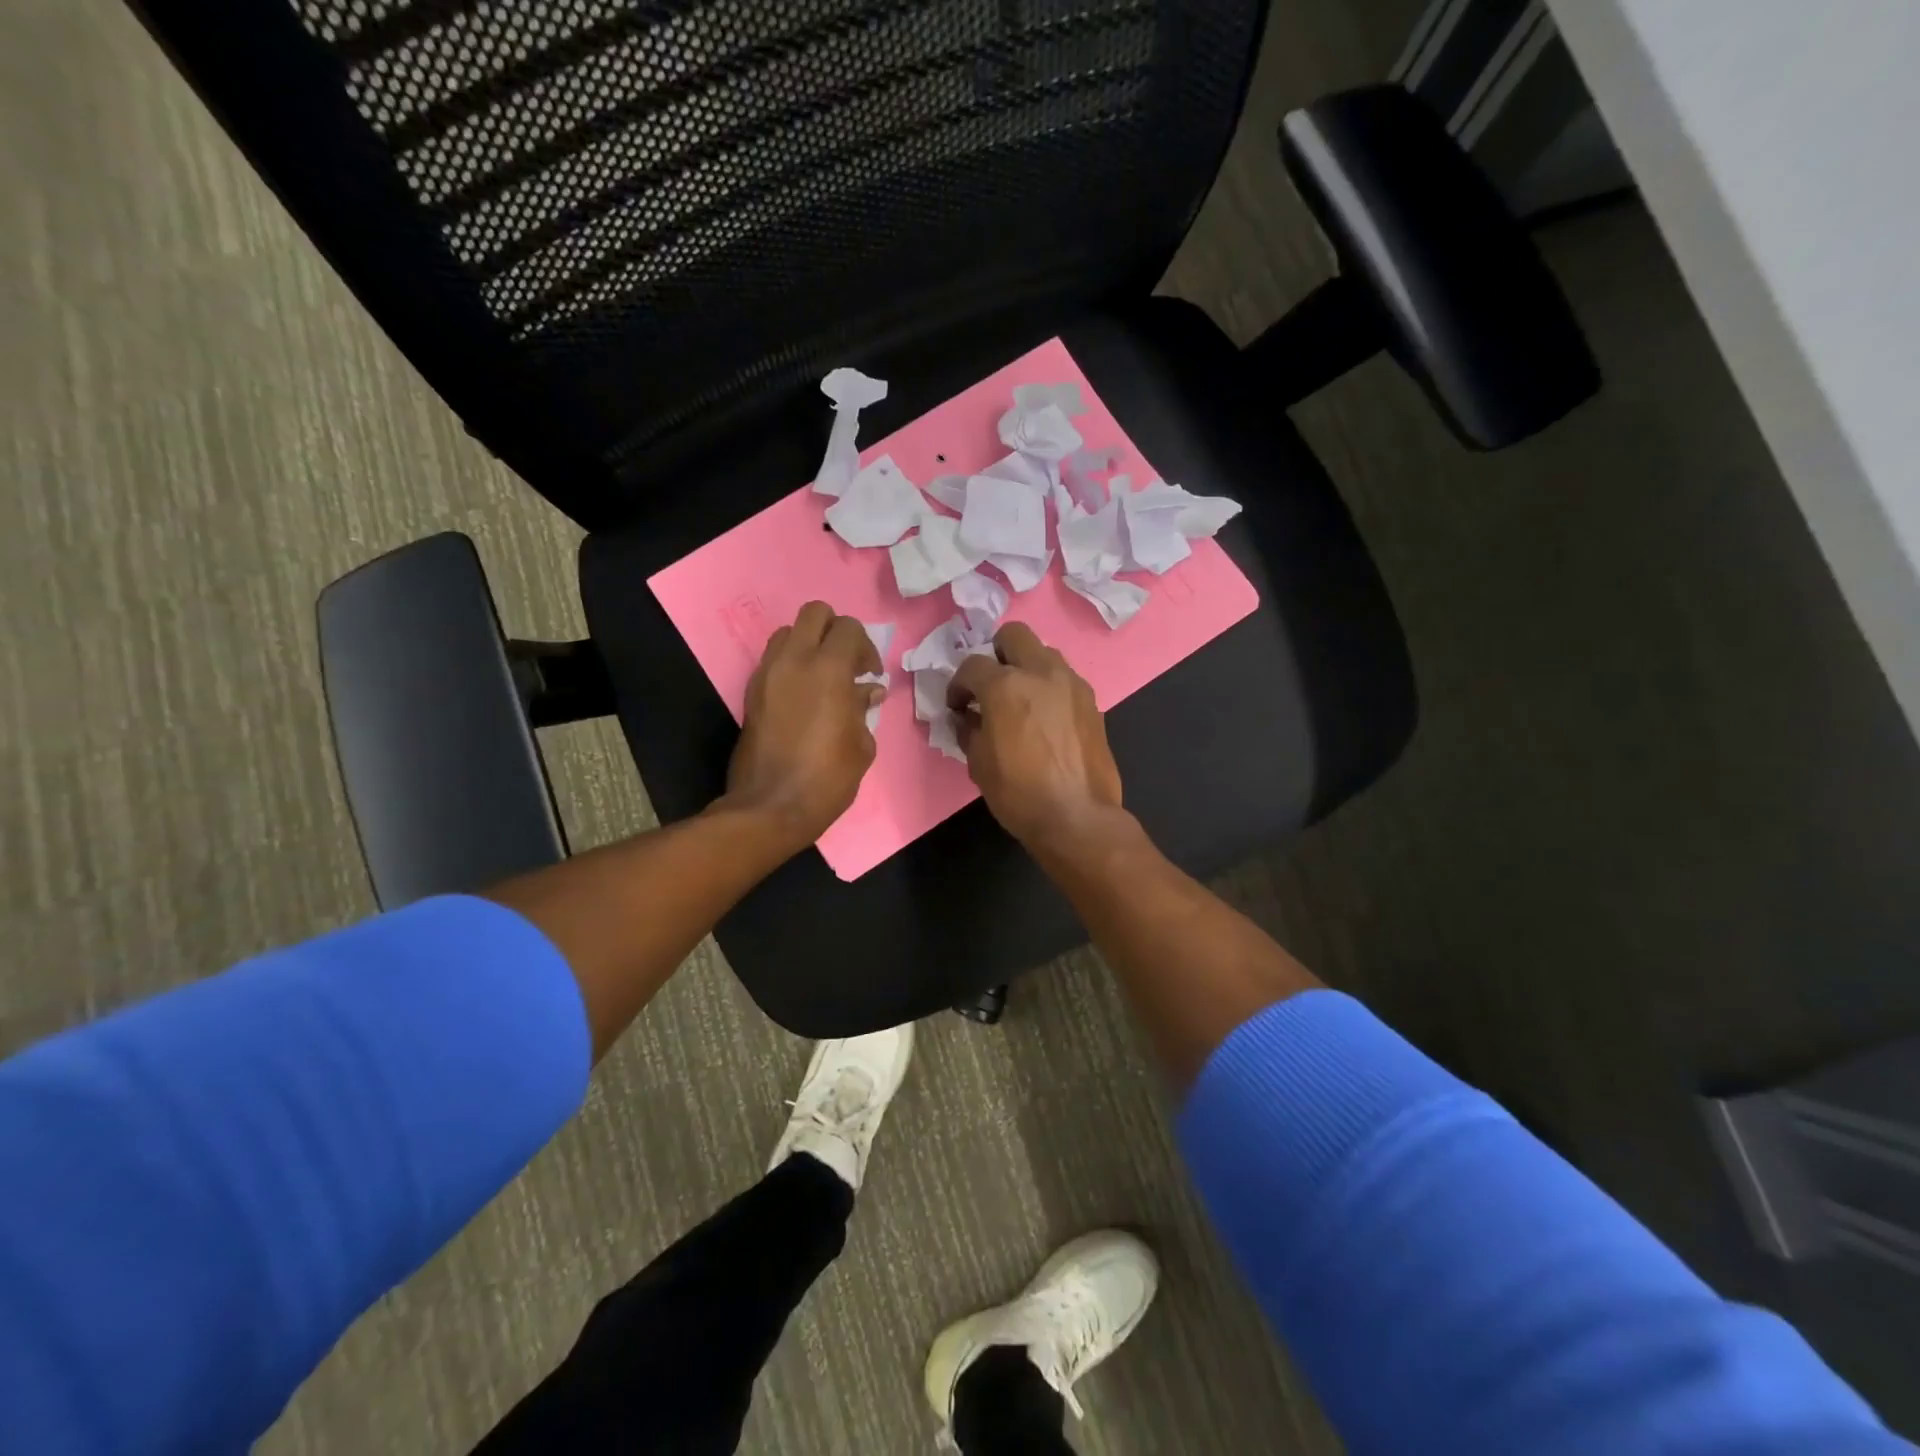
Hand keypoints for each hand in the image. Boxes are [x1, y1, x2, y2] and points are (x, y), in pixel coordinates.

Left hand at [725, 602, 882, 850]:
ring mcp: (767, 674)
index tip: (870, 674)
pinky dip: (791, 665)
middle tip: (847, 663)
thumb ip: (864, 709)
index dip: (866, 647)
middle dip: (835, 630)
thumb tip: (868, 691)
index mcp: (828, 670)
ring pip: (788, 632)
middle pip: (815, 613)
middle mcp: (794, 660)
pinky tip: (803, 695)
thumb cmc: (827, 778)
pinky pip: (773, 660)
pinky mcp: (751, 692)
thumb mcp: (861, 745)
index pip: (849, 628)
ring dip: (809, 645)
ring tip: (822, 677)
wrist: (771, 806)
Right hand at [946, 622, 1123, 850]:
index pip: (972, 666)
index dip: (958, 686)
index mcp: (1005, 685)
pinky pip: (1064, 679)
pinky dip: (1049, 687)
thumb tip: (967, 717)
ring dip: (1026, 667)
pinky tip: (1044, 718)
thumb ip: (969, 729)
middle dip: (996, 654)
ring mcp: (1071, 684)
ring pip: (1044, 653)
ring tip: (1019, 701)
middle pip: (1014, 635)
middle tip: (990, 685)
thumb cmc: (1019, 793)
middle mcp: (1041, 672)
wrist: (1077, 816)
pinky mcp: (1091, 701)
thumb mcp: (978, 763)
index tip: (957, 707)